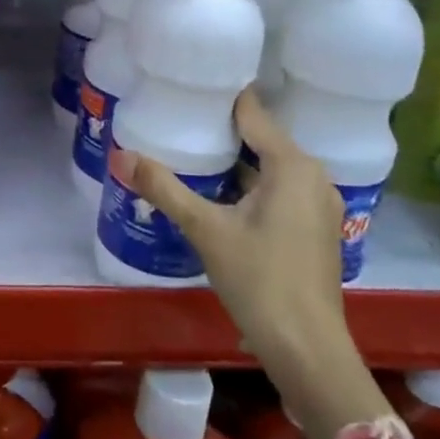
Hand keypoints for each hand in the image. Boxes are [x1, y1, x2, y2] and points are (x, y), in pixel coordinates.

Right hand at [112, 87, 347, 377]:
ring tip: (190, 150)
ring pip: (270, 166)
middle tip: (177, 118)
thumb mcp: (205, 229)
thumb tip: (120, 156)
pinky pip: (279, 189)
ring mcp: (319, 204)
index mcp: (293, 165)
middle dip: (221, 129)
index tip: (185, 86)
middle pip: (261, 137)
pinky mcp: (316, 229)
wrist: (308, 352)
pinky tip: (217, 193)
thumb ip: (164, 188)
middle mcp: (313, 176)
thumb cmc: (260, 281)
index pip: (252, 112)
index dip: (218, 97)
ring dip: (235, 160)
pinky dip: (250, 184)